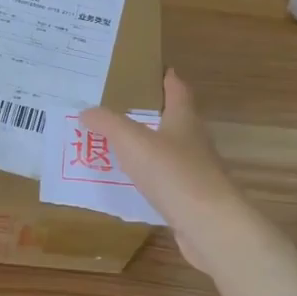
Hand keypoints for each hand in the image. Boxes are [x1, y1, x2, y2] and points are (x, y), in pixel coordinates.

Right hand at [79, 70, 246, 271]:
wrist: (210, 225)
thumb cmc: (172, 173)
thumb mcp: (131, 141)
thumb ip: (107, 123)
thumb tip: (86, 111)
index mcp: (184, 119)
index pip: (178, 90)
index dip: (168, 79)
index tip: (160, 70)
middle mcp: (195, 141)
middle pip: (176, 120)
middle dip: (154, 114)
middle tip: (124, 110)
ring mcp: (198, 172)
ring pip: (172, 152)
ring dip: (151, 148)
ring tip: (122, 147)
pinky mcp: (194, 200)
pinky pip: (168, 182)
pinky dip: (152, 179)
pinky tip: (135, 185)